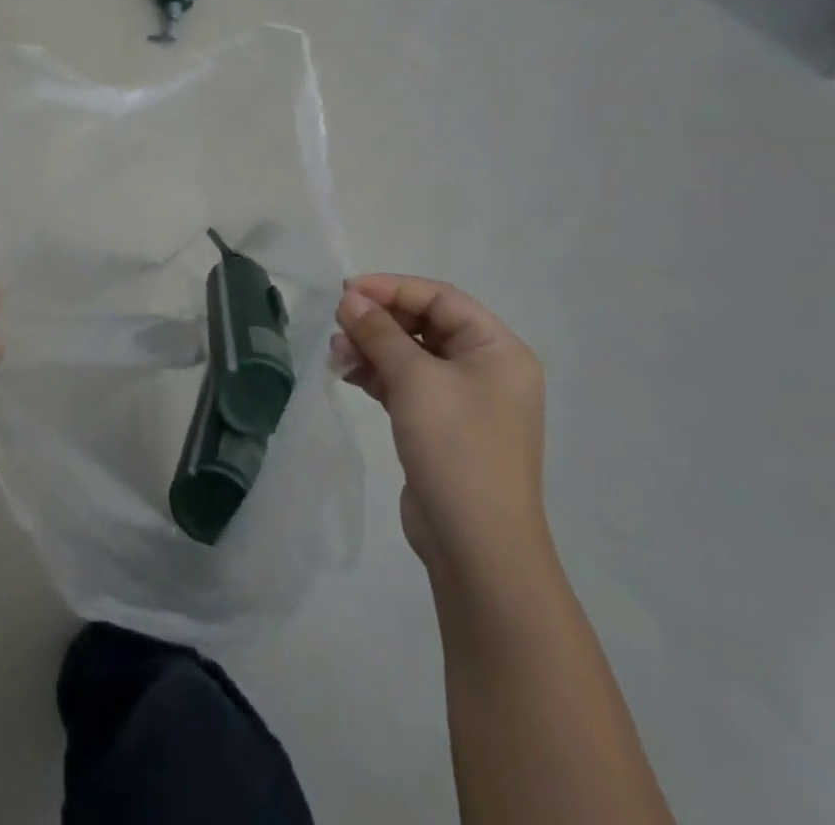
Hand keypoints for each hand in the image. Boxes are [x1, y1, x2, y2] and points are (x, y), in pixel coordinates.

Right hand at [332, 275, 546, 577]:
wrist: (477, 546)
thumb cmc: (456, 448)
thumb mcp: (415, 380)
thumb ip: (380, 333)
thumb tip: (350, 299)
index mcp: (498, 350)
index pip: (441, 298)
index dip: (392, 288)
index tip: (347, 290)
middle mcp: (486, 369)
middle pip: (425, 324)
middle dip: (379, 321)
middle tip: (338, 323)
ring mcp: (465, 400)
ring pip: (410, 354)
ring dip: (372, 348)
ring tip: (336, 353)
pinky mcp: (441, 426)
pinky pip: (406, 384)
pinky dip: (377, 374)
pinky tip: (348, 374)